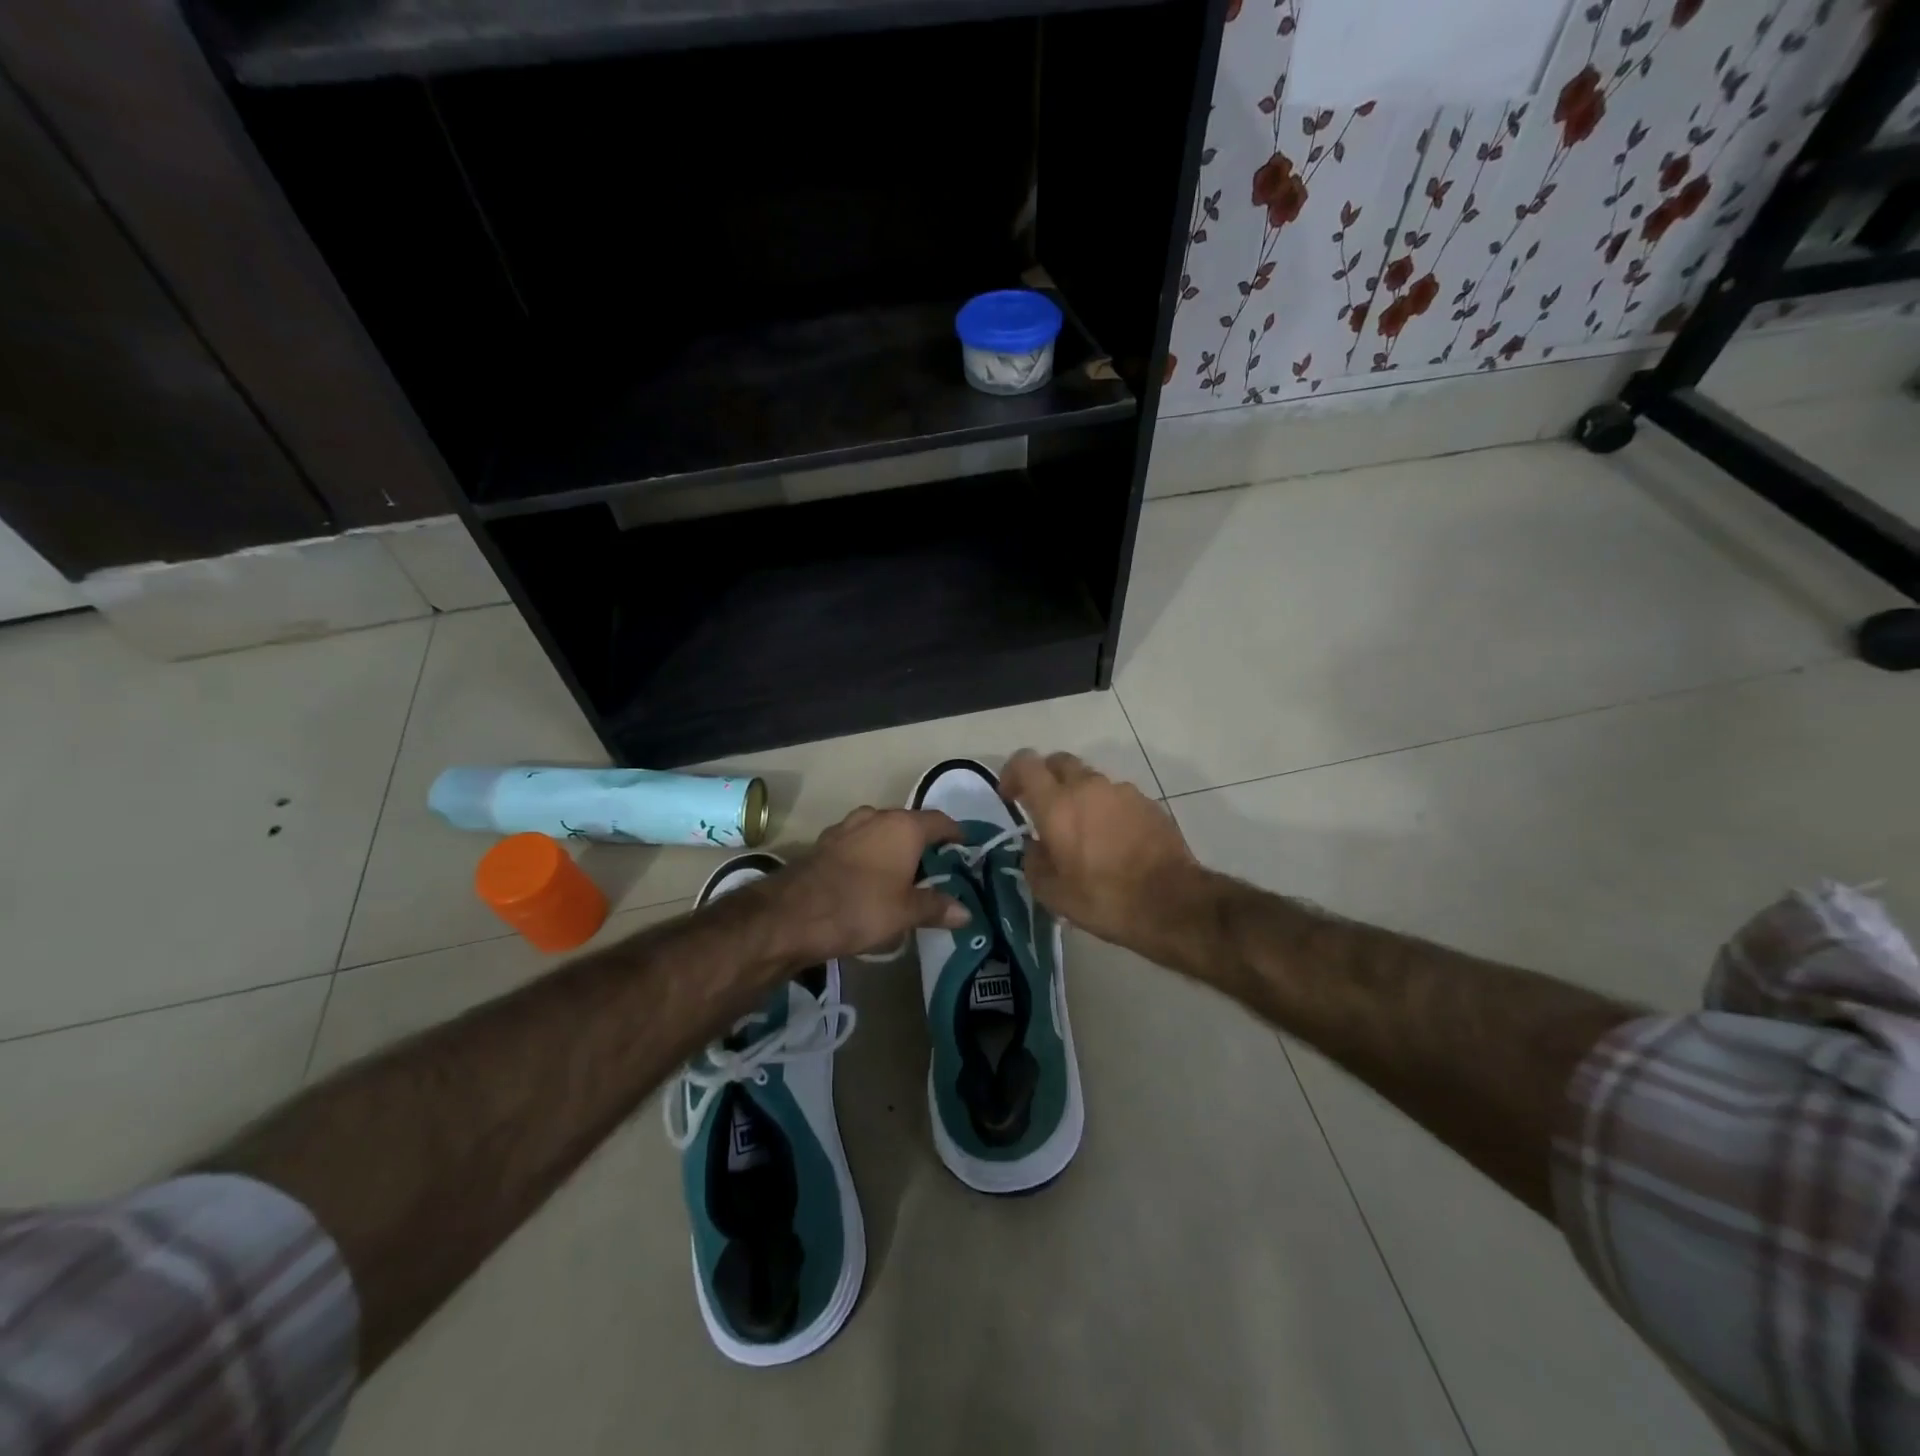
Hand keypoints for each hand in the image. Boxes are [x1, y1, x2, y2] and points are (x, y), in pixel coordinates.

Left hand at [758, 807, 969, 964]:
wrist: (792, 914)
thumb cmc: (860, 907)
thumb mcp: (905, 913)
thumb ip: (937, 907)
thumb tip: (966, 912)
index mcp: (903, 826)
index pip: (940, 821)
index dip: (955, 833)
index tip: (965, 847)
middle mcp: (876, 817)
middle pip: (909, 824)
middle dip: (923, 843)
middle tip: (936, 868)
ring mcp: (846, 827)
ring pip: (880, 831)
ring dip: (893, 848)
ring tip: (902, 874)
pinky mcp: (824, 843)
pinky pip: (857, 844)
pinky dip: (869, 856)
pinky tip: (868, 879)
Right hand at [1000, 749, 1204, 952]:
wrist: (1171, 903)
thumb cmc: (1103, 899)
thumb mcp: (1052, 893)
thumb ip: (1033, 861)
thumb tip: (1034, 846)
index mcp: (1056, 804)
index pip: (1025, 763)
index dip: (1012, 773)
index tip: (1010, 797)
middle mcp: (1088, 787)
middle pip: (1059, 762)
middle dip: (1046, 778)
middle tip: (1045, 808)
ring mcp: (1122, 791)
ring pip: (1090, 780)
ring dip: (1080, 796)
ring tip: (1084, 831)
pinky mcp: (1148, 803)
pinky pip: (1117, 797)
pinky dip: (1107, 809)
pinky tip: (1114, 840)